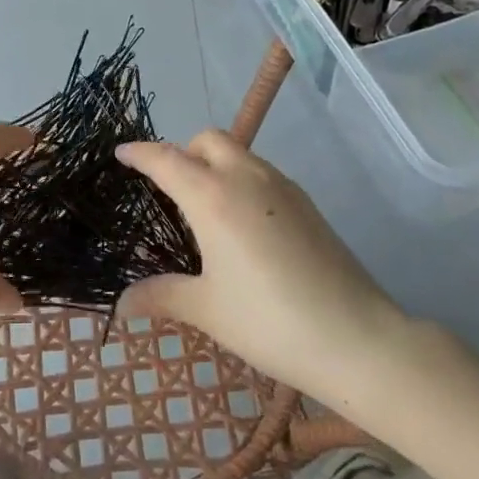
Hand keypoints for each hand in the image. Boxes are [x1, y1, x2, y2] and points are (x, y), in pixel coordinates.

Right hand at [115, 130, 408, 395]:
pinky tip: (243, 223)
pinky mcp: (306, 202)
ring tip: (205, 207)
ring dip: (214, 163)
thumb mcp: (207, 310)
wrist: (357, 338)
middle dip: (182, 151)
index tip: (121, 153)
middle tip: (169, 187)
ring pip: (238, 152)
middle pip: (207, 140)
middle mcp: (245, 178)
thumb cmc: (270, 322)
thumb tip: (121, 303)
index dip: (139, 153)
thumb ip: (161, 296)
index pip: (166, 159)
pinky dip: (240, 178)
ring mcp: (281, 186)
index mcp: (212, 197)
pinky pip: (261, 172)